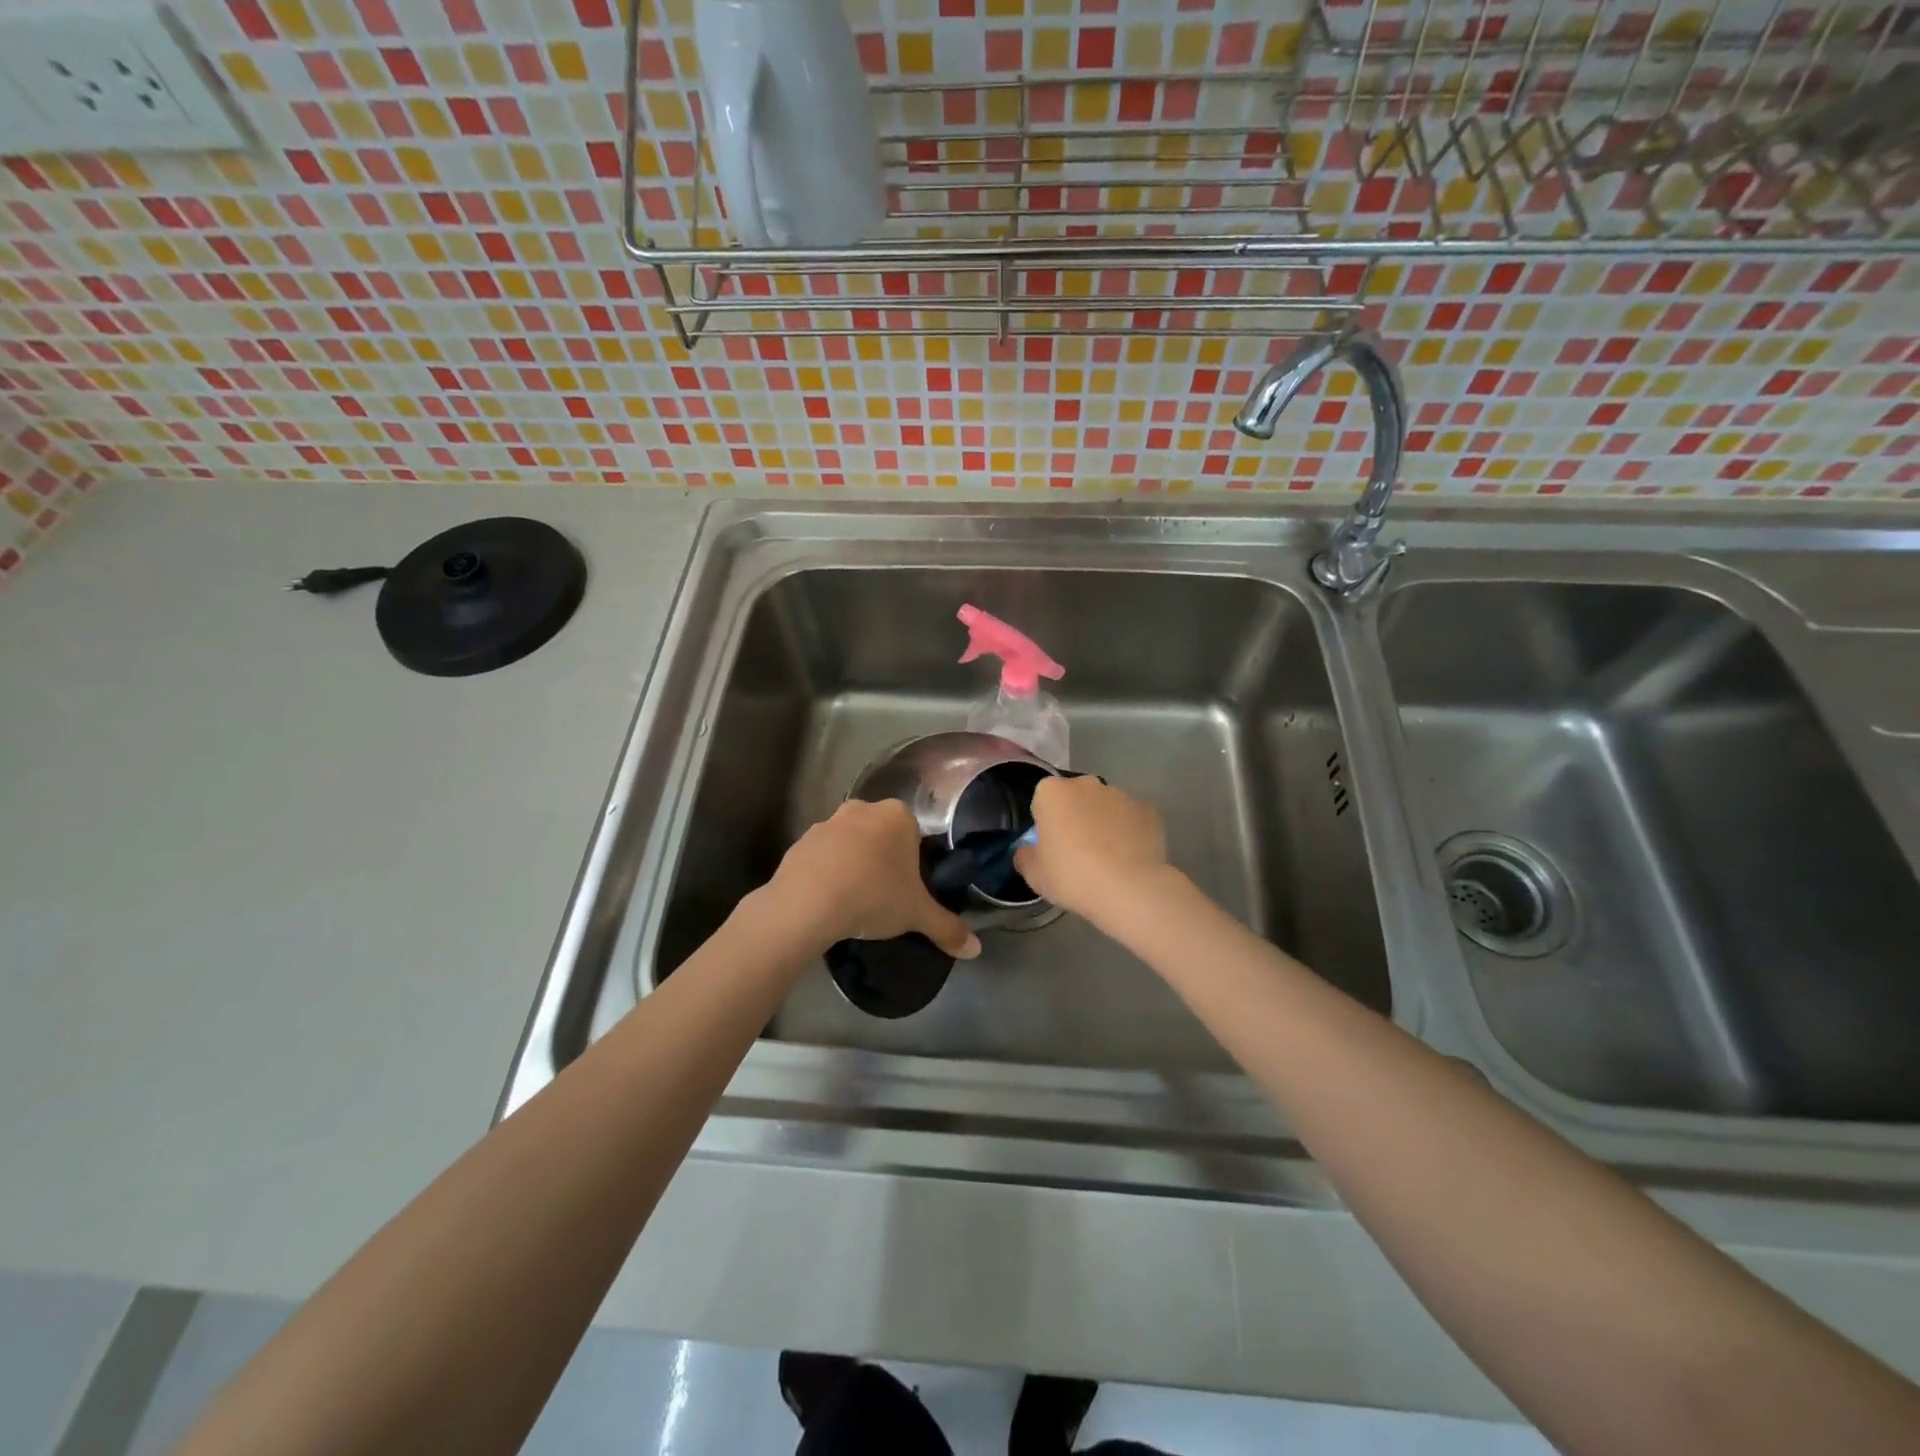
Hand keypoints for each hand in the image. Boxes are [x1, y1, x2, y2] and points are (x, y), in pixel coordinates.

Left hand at [760, 799, 980, 959]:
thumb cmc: (874, 896)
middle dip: (883, 860)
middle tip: (885, 895)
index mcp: (898, 816)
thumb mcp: (917, 915)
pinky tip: (827, 901)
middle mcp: (863, 809)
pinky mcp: (800, 842)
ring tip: (854, 902)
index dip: (913, 861)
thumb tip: (975, 950)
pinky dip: (826, 873)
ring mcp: (827, 823)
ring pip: (850, 843)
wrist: (807, 904)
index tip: (909, 888)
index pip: (914, 833)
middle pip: (881, 835)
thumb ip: (947, 928)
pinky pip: (821, 856)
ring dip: (853, 864)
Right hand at [1014, 776, 1172, 925]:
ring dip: (1103, 823)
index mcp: (1052, 792)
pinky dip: (1129, 832)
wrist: (1129, 888)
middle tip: (1076, 853)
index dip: (1045, 823)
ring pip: (1105, 806)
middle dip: (1075, 817)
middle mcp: (1087, 784)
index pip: (1042, 800)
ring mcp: (1121, 794)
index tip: (1051, 847)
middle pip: (1075, 798)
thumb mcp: (1034, 875)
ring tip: (1107, 859)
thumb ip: (1025, 856)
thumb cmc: (1072, 876)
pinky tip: (1129, 858)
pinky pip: (1131, 819)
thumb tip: (1028, 851)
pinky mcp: (1149, 810)